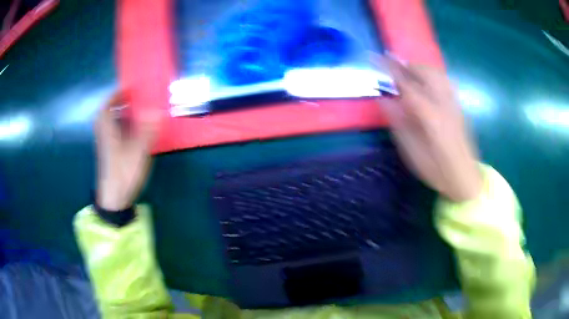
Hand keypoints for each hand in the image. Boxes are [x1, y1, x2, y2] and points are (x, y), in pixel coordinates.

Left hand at [95, 91, 159, 210]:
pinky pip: (113, 133)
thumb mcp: (138, 151)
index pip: (107, 105)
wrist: (113, 198)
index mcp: (107, 129)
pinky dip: (121, 127)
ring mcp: (105, 145)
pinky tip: (132, 133)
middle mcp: (103, 134)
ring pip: (110, 124)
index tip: (127, 89)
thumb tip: (157, 111)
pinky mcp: (108, 154)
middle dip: (118, 104)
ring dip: (120, 115)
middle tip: (132, 99)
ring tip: (134, 112)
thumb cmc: (123, 172)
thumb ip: (147, 130)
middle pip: (108, 113)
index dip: (116, 95)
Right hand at [377, 57, 482, 201]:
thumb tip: (383, 99)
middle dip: (406, 65)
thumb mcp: (412, 152)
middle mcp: (444, 103)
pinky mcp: (459, 106)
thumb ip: (398, 122)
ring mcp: (454, 103)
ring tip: (408, 73)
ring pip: (436, 73)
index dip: (389, 68)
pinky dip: (431, 75)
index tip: (374, 56)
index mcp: (430, 115)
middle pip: (425, 72)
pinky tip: (426, 83)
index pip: (407, 83)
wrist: (466, 178)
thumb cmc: (437, 170)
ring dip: (419, 68)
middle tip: (392, 68)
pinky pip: (444, 81)